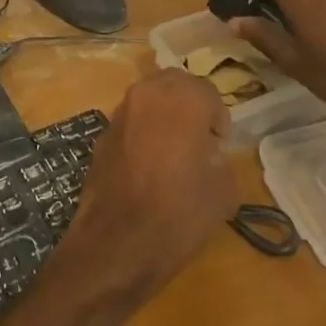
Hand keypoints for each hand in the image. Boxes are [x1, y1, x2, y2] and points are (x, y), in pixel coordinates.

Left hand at [56, 70, 236, 305]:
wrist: (118, 241)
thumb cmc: (179, 212)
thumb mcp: (223, 189)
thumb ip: (219, 157)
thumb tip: (207, 152)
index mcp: (183, 98)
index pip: (208, 91)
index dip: (218, 118)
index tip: (220, 145)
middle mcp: (148, 93)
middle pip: (175, 84)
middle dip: (189, 104)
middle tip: (199, 138)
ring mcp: (120, 111)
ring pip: (149, 98)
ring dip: (164, 114)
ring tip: (173, 150)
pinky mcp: (102, 133)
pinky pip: (131, 120)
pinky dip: (143, 131)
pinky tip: (147, 164)